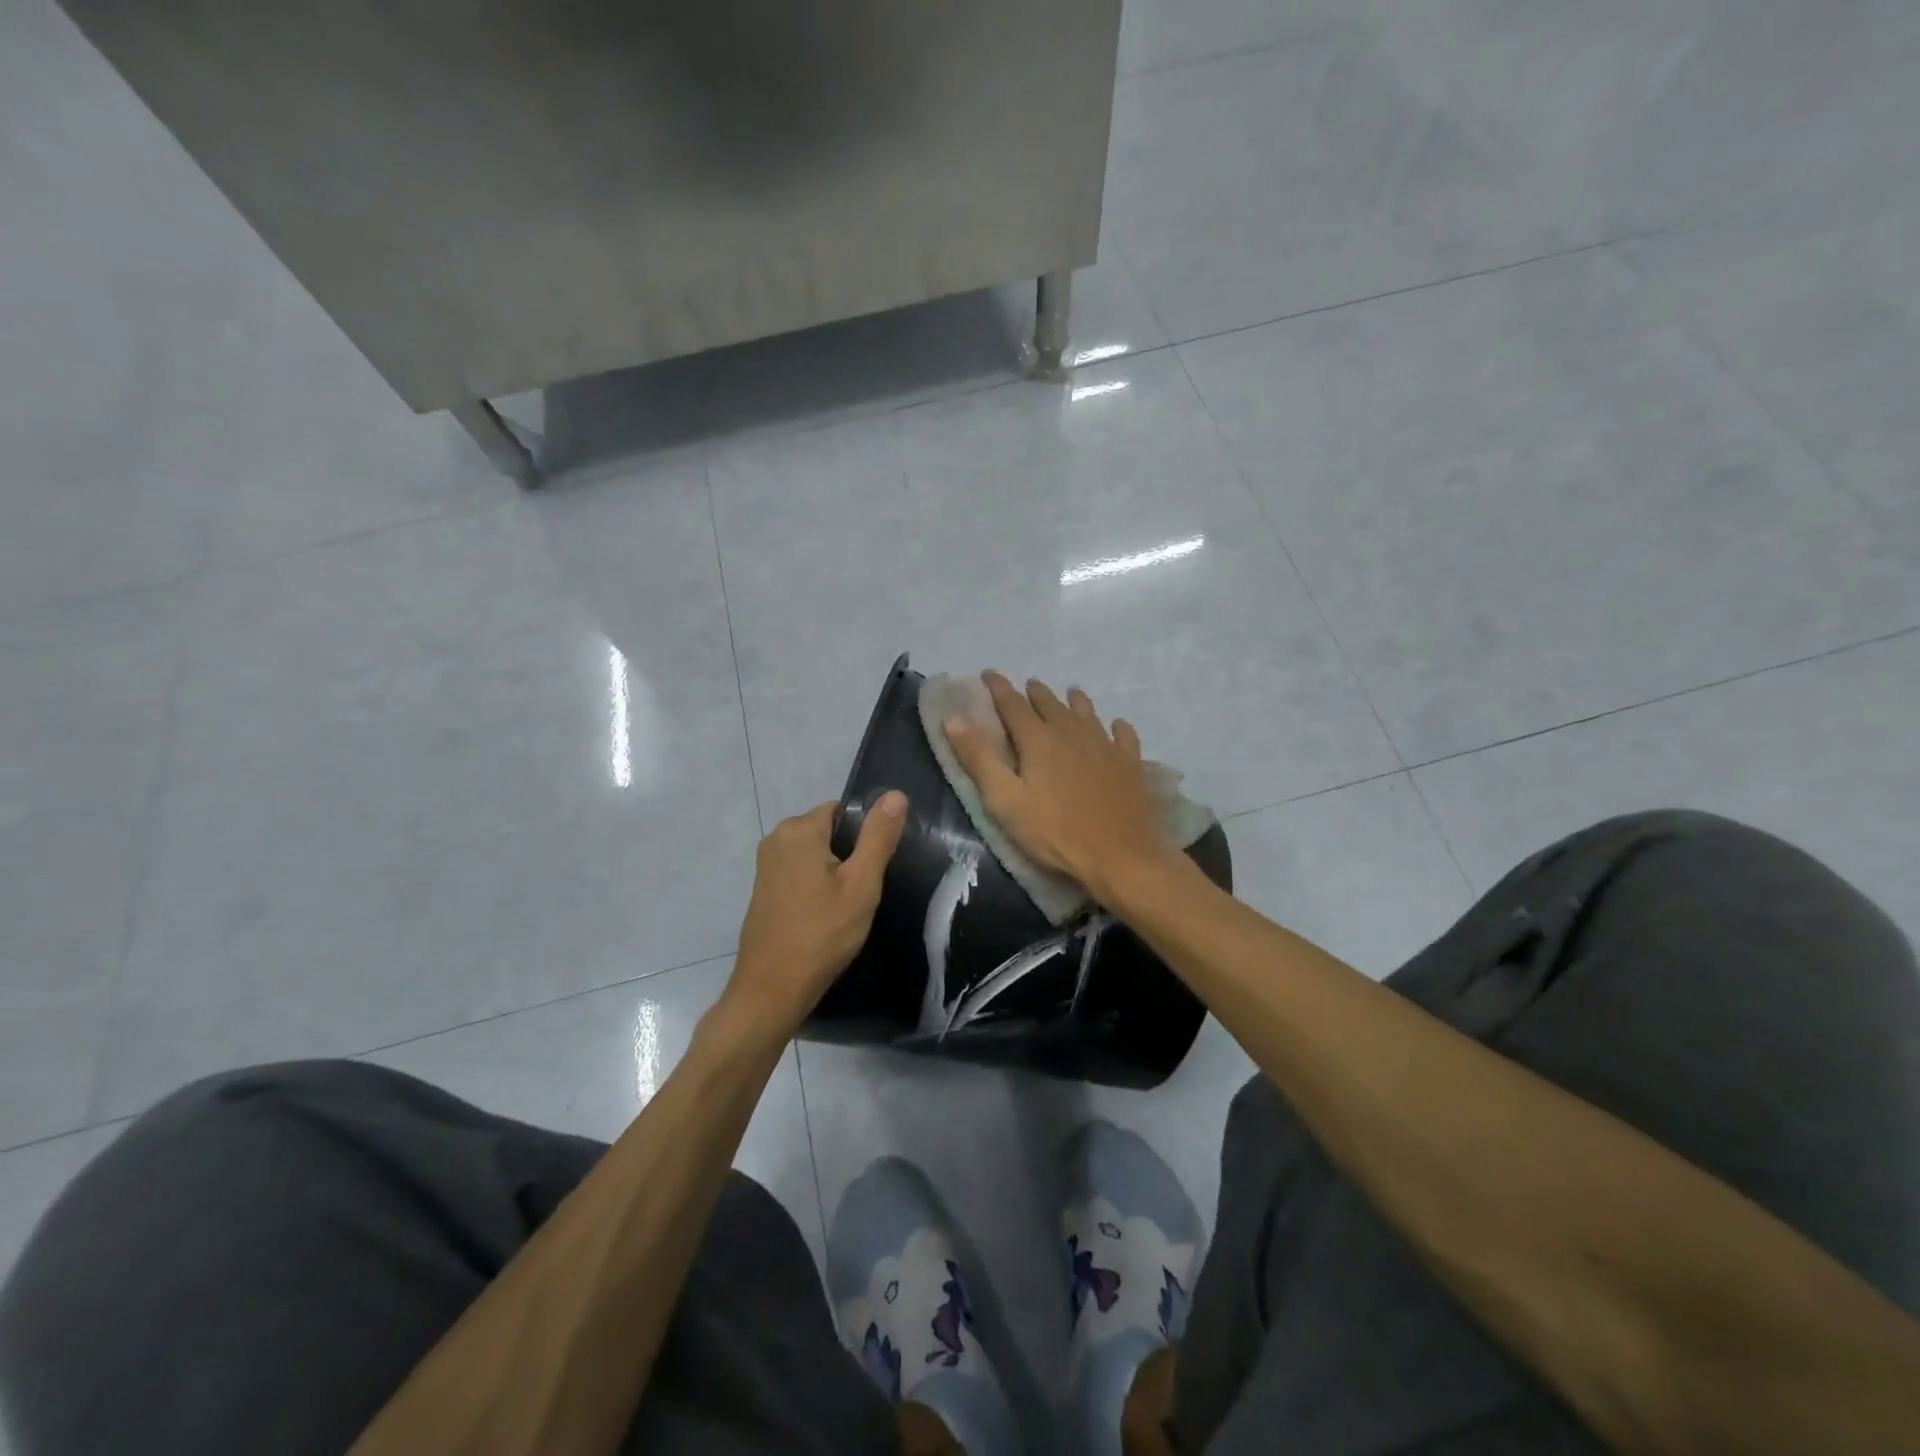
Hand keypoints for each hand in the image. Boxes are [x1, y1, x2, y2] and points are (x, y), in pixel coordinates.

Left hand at [727, 793, 907, 1033]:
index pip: (844, 811)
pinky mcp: (763, 888)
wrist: (772, 989)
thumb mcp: (861, 885)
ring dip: (834, 874)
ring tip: (847, 907)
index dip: (865, 837)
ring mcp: (766, 864)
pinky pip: (799, 872)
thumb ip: (878, 836)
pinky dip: (816, 886)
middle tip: (863, 892)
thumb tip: (896, 793)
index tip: (874, 869)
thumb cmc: (822, 934)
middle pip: (829, 832)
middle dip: (850, 856)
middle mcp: (776, 838)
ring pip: (815, 854)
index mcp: (799, 829)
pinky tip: (825, 916)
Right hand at [942, 672, 1172, 905]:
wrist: (1121, 857)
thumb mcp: (1005, 801)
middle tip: (1026, 687)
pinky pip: (1122, 734)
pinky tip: (1115, 727)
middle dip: (1034, 692)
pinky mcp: (1130, 763)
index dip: (998, 688)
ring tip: (1069, 694)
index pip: (1012, 703)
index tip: (988, 674)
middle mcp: (1072, 731)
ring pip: (1086, 712)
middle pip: (1050, 703)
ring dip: (1073, 701)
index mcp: (1038, 739)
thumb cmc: (1055, 833)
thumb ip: (979, 758)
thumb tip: (953, 719)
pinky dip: (1115, 726)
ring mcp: (1105, 745)